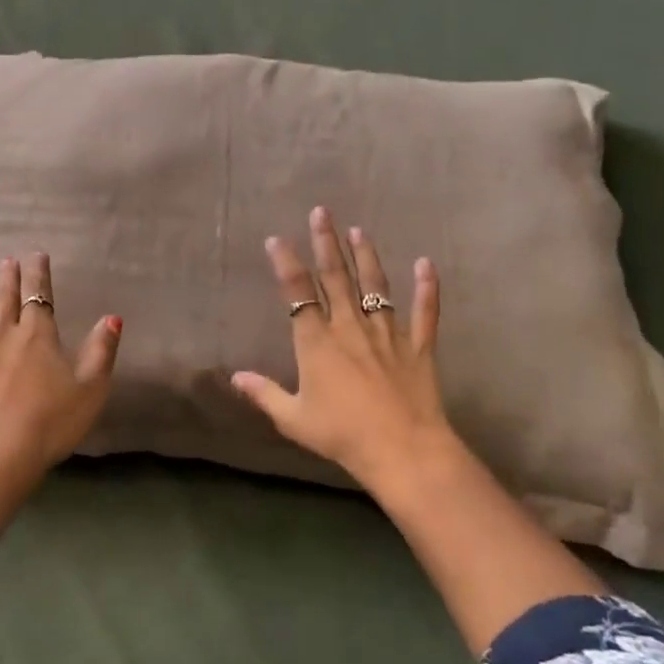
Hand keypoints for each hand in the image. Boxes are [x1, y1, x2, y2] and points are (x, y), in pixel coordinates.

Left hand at [0, 253, 122, 532]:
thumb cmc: (49, 424)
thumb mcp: (90, 390)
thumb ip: (101, 352)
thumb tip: (111, 317)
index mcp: (37, 338)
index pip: (39, 298)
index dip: (39, 276)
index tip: (36, 256)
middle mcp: (0, 339)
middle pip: (3, 303)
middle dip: (7, 281)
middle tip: (6, 262)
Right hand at [232, 207, 465, 500]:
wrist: (402, 451)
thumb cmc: (342, 436)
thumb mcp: (293, 419)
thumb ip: (264, 394)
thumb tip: (235, 377)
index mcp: (317, 343)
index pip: (298, 294)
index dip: (286, 264)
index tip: (277, 239)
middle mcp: (351, 329)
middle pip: (336, 278)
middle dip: (326, 243)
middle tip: (322, 212)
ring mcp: (388, 335)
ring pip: (376, 287)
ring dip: (366, 256)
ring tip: (359, 230)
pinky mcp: (418, 348)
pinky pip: (424, 313)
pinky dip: (427, 289)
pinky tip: (427, 263)